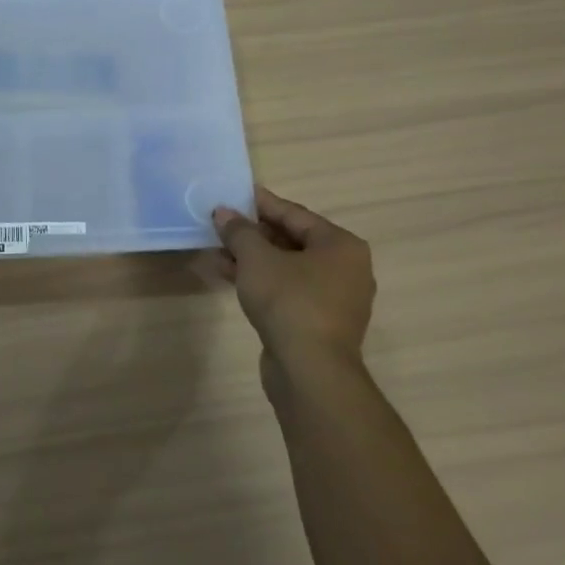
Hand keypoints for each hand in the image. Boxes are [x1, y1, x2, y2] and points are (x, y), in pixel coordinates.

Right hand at [213, 185, 374, 393]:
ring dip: (253, 259)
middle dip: (254, 233)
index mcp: (341, 245)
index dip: (262, 203)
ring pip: (288, 267)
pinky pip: (288, 290)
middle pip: (293, 240)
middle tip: (223, 224)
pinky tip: (230, 277)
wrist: (310, 370)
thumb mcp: (256, 259)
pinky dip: (262, 281)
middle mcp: (346, 268)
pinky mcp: (319, 323)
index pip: (295, 214)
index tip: (236, 194)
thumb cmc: (289, 301)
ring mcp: (335, 299)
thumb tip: (223, 212)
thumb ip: (239, 232)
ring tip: (218, 250)